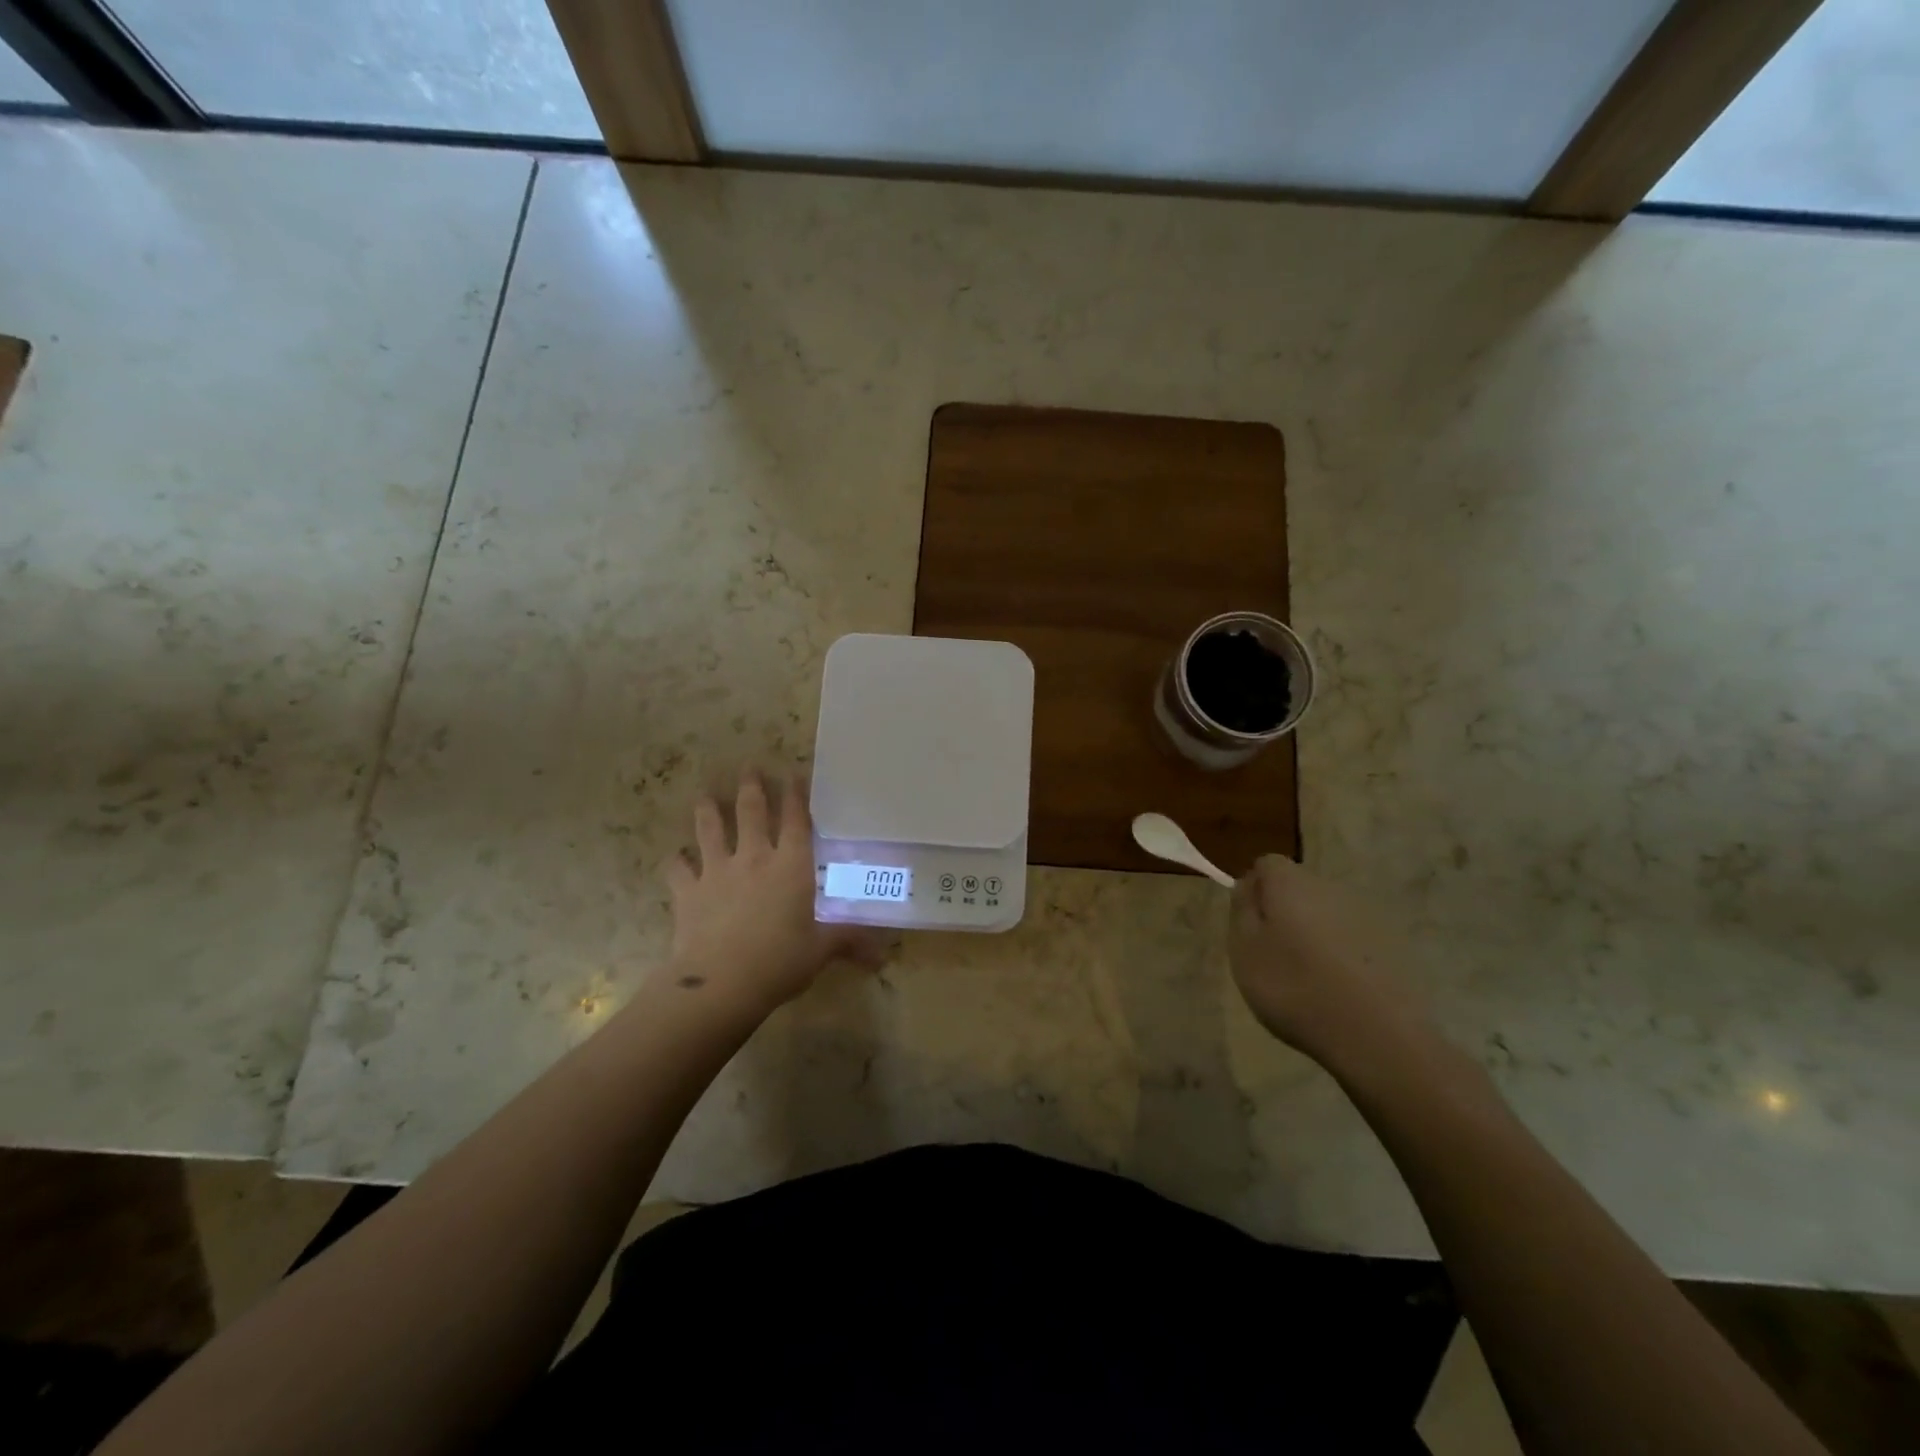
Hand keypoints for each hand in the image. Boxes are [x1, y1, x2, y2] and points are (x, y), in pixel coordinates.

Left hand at [664, 771, 887, 1018]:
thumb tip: (882, 955)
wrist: (720, 983)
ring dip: (708, 810)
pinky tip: (676, 857)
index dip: (795, 795)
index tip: (792, 773)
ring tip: (705, 795)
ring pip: (711, 830)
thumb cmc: (780, 961)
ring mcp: (717, 872)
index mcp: (792, 866)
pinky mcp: (689, 892)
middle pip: (751, 812)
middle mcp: (754, 858)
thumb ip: (848, 942)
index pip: (795, 820)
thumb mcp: (821, 950)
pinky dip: (676, 862)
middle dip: (751, 787)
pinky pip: (678, 870)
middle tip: (749, 767)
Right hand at [1229, 854, 1422, 1066]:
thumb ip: (1241, 909)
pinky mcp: (1393, 945)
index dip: (1253, 890)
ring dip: (1313, 934)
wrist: (1378, 1035)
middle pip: (1298, 888)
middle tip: (1273, 955)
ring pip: (1326, 914)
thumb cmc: (1295, 987)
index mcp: (1291, 883)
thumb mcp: (1244, 949)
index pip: (1266, 864)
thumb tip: (1248, 885)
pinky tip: (1338, 989)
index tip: (1249, 926)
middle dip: (1283, 912)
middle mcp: (1330, 888)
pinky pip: (1353, 939)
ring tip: (1307, 977)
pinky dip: (1341, 955)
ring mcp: (1366, 916)